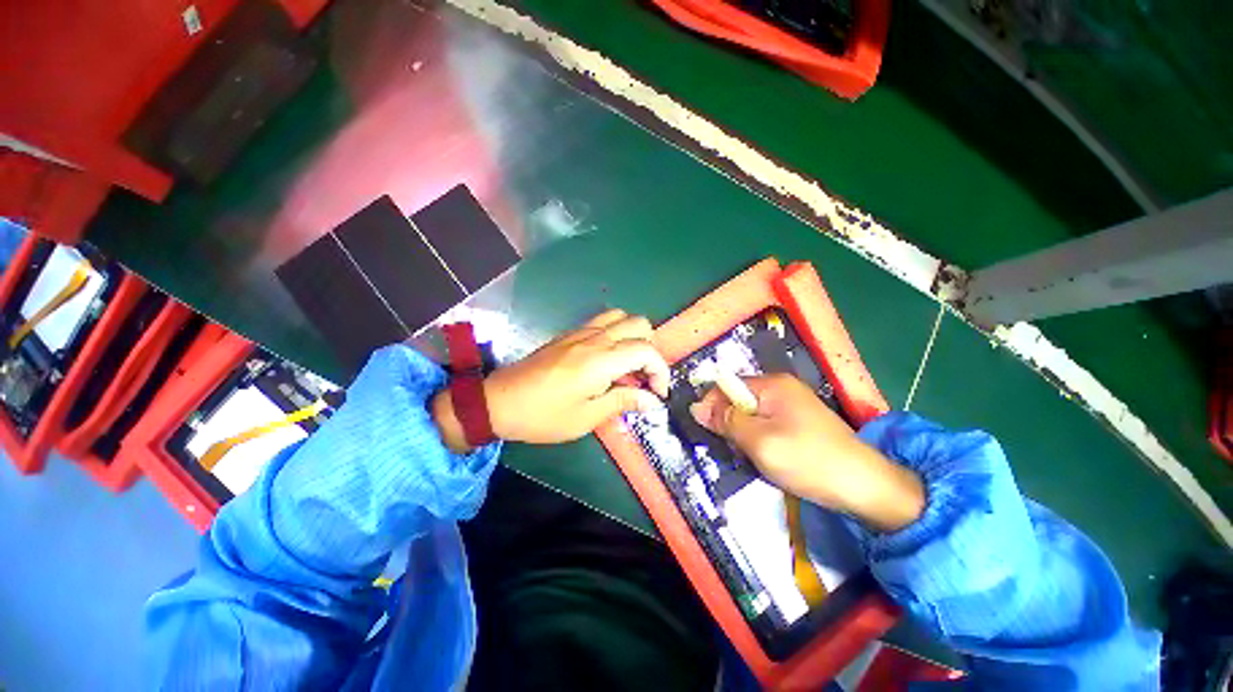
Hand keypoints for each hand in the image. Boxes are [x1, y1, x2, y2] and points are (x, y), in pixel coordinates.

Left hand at [433, 309, 668, 449]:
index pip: (647, 350)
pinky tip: (607, 358)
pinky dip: (616, 333)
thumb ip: (623, 402)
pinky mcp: (569, 333)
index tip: (657, 393)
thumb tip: (653, 401)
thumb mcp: (586, 417)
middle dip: (651, 349)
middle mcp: (595, 338)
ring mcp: (581, 331)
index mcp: (601, 360)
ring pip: (622, 316)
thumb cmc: (544, 415)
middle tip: (642, 376)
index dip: (661, 370)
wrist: (499, 401)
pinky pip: (602, 321)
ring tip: (628, 364)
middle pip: (640, 324)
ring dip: (633, 336)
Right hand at [690, 373, 924, 531]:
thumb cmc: (808, 460)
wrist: (866, 488)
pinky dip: (761, 441)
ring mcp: (793, 405)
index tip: (711, 433)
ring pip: (751, 416)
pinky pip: (767, 425)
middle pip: (739, 400)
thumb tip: (695, 407)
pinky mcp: (800, 422)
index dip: (713, 407)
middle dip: (731, 424)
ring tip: (756, 458)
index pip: (727, 386)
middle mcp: (782, 388)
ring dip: (746, 436)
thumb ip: (725, 421)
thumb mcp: (759, 441)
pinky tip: (770, 459)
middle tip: (739, 450)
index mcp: (772, 385)